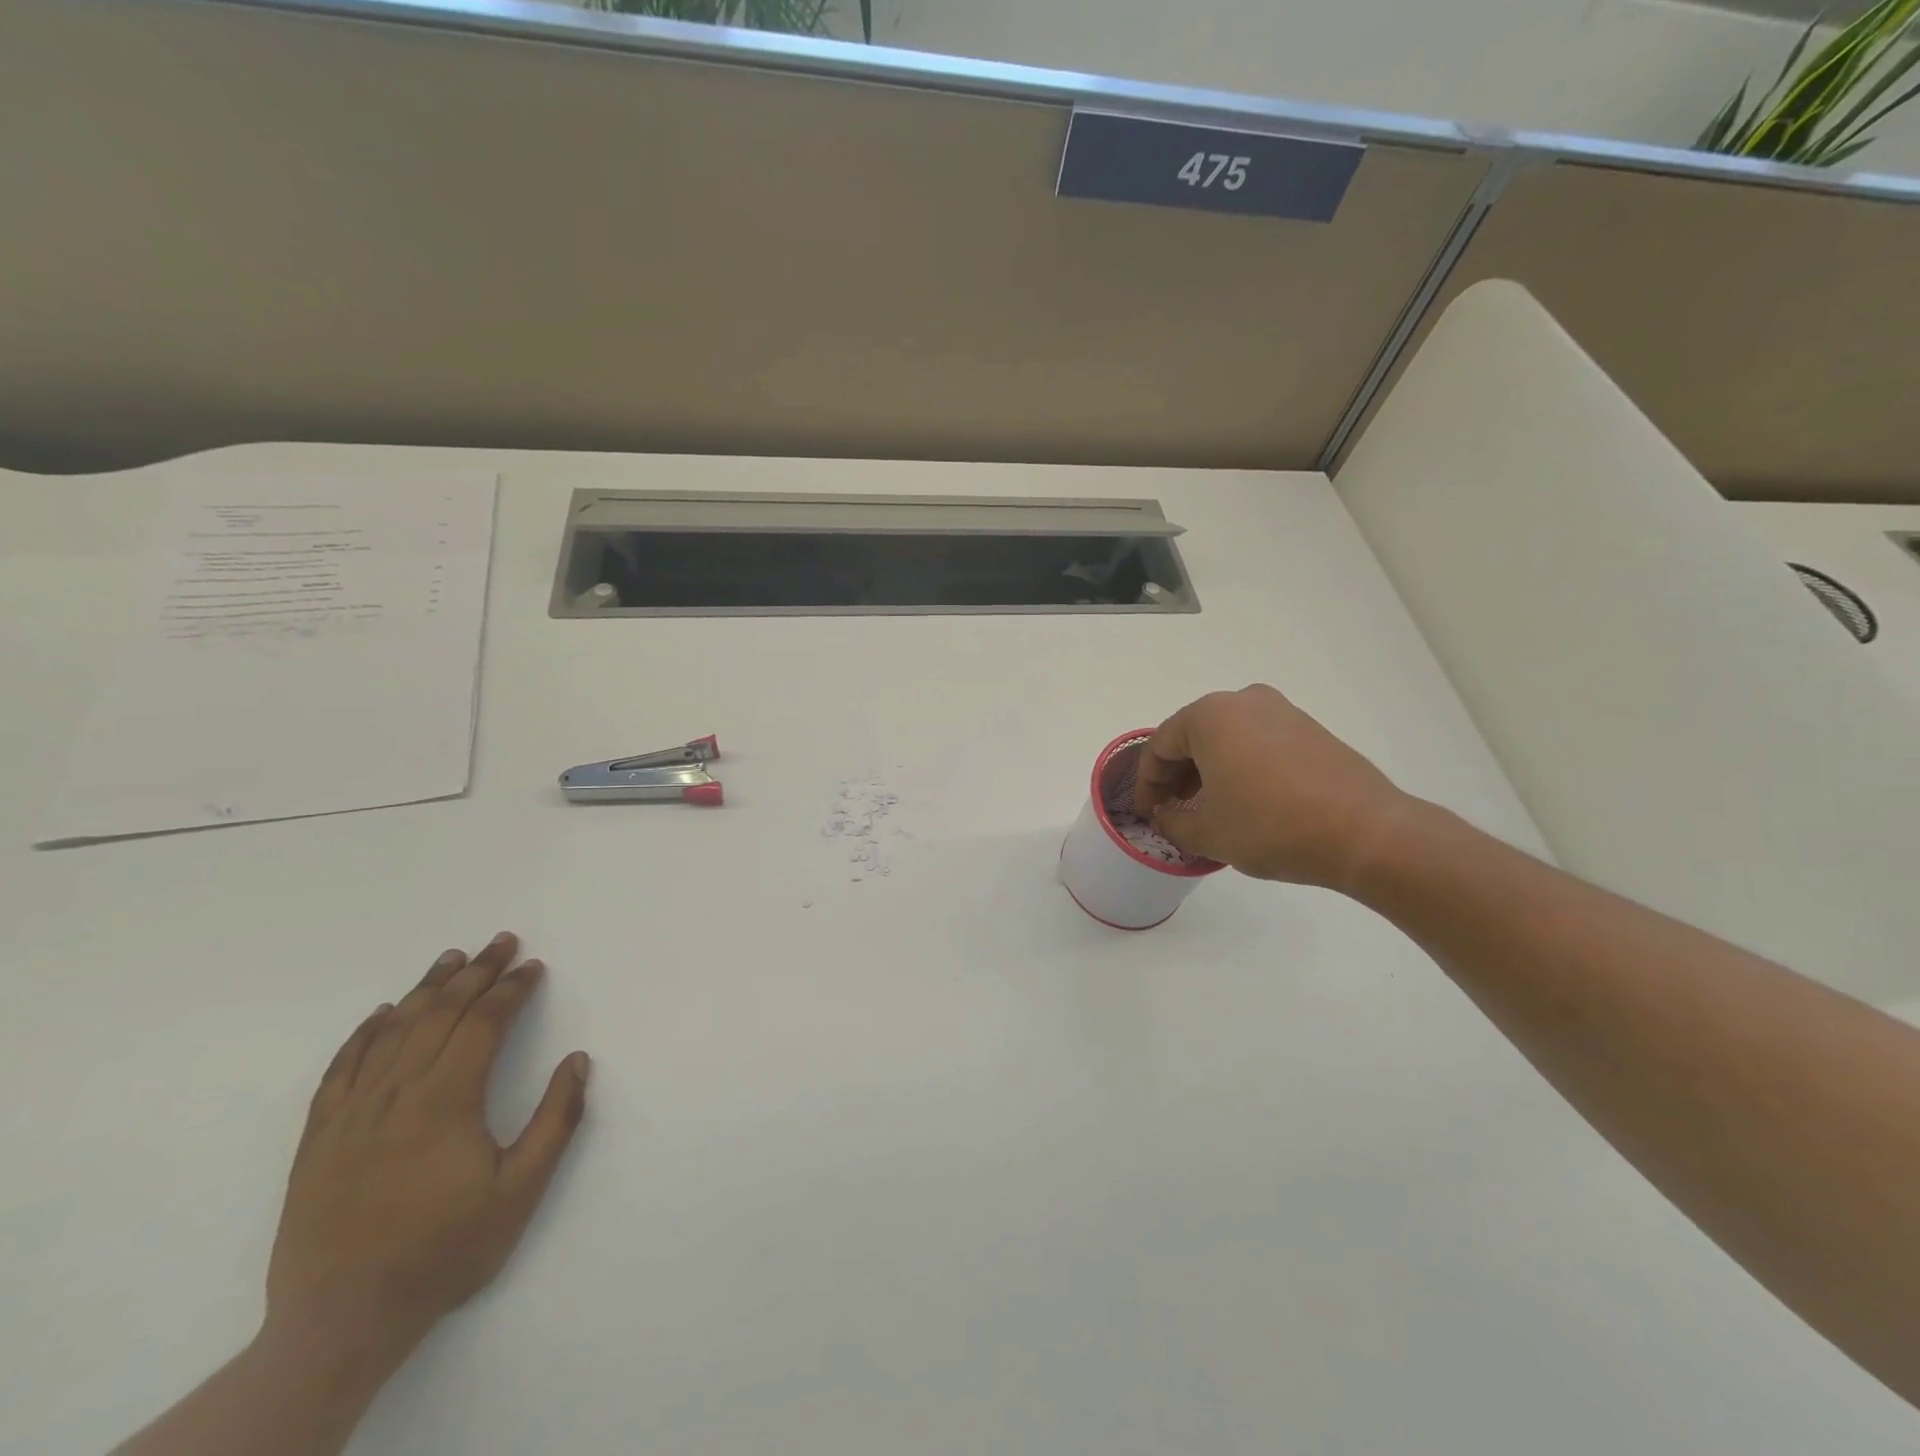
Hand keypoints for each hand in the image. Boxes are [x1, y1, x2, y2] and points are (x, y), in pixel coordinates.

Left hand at [265, 933, 590, 1361]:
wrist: (340, 1322)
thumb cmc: (444, 1251)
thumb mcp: (520, 1191)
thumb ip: (555, 1120)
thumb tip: (578, 1060)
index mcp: (447, 1100)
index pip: (483, 1024)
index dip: (511, 989)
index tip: (533, 967)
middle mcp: (398, 1093)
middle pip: (439, 1014)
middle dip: (476, 973)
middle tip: (502, 942)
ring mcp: (352, 1113)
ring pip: (392, 1031)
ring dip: (426, 989)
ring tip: (452, 958)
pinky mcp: (319, 1138)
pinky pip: (342, 1068)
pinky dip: (364, 1033)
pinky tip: (382, 1014)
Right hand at [1134, 684, 1414, 888]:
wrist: (1365, 833)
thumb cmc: (1272, 827)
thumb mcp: (1208, 833)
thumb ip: (1173, 821)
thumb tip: (1166, 815)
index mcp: (1210, 716)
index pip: (1160, 746)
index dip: (1147, 783)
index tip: (1147, 812)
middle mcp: (1244, 701)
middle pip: (1192, 735)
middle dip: (1176, 773)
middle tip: (1172, 809)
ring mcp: (1281, 711)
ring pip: (1226, 737)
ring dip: (1207, 769)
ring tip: (1206, 807)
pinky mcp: (1309, 729)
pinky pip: (1257, 741)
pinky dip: (1239, 765)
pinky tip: (1244, 799)